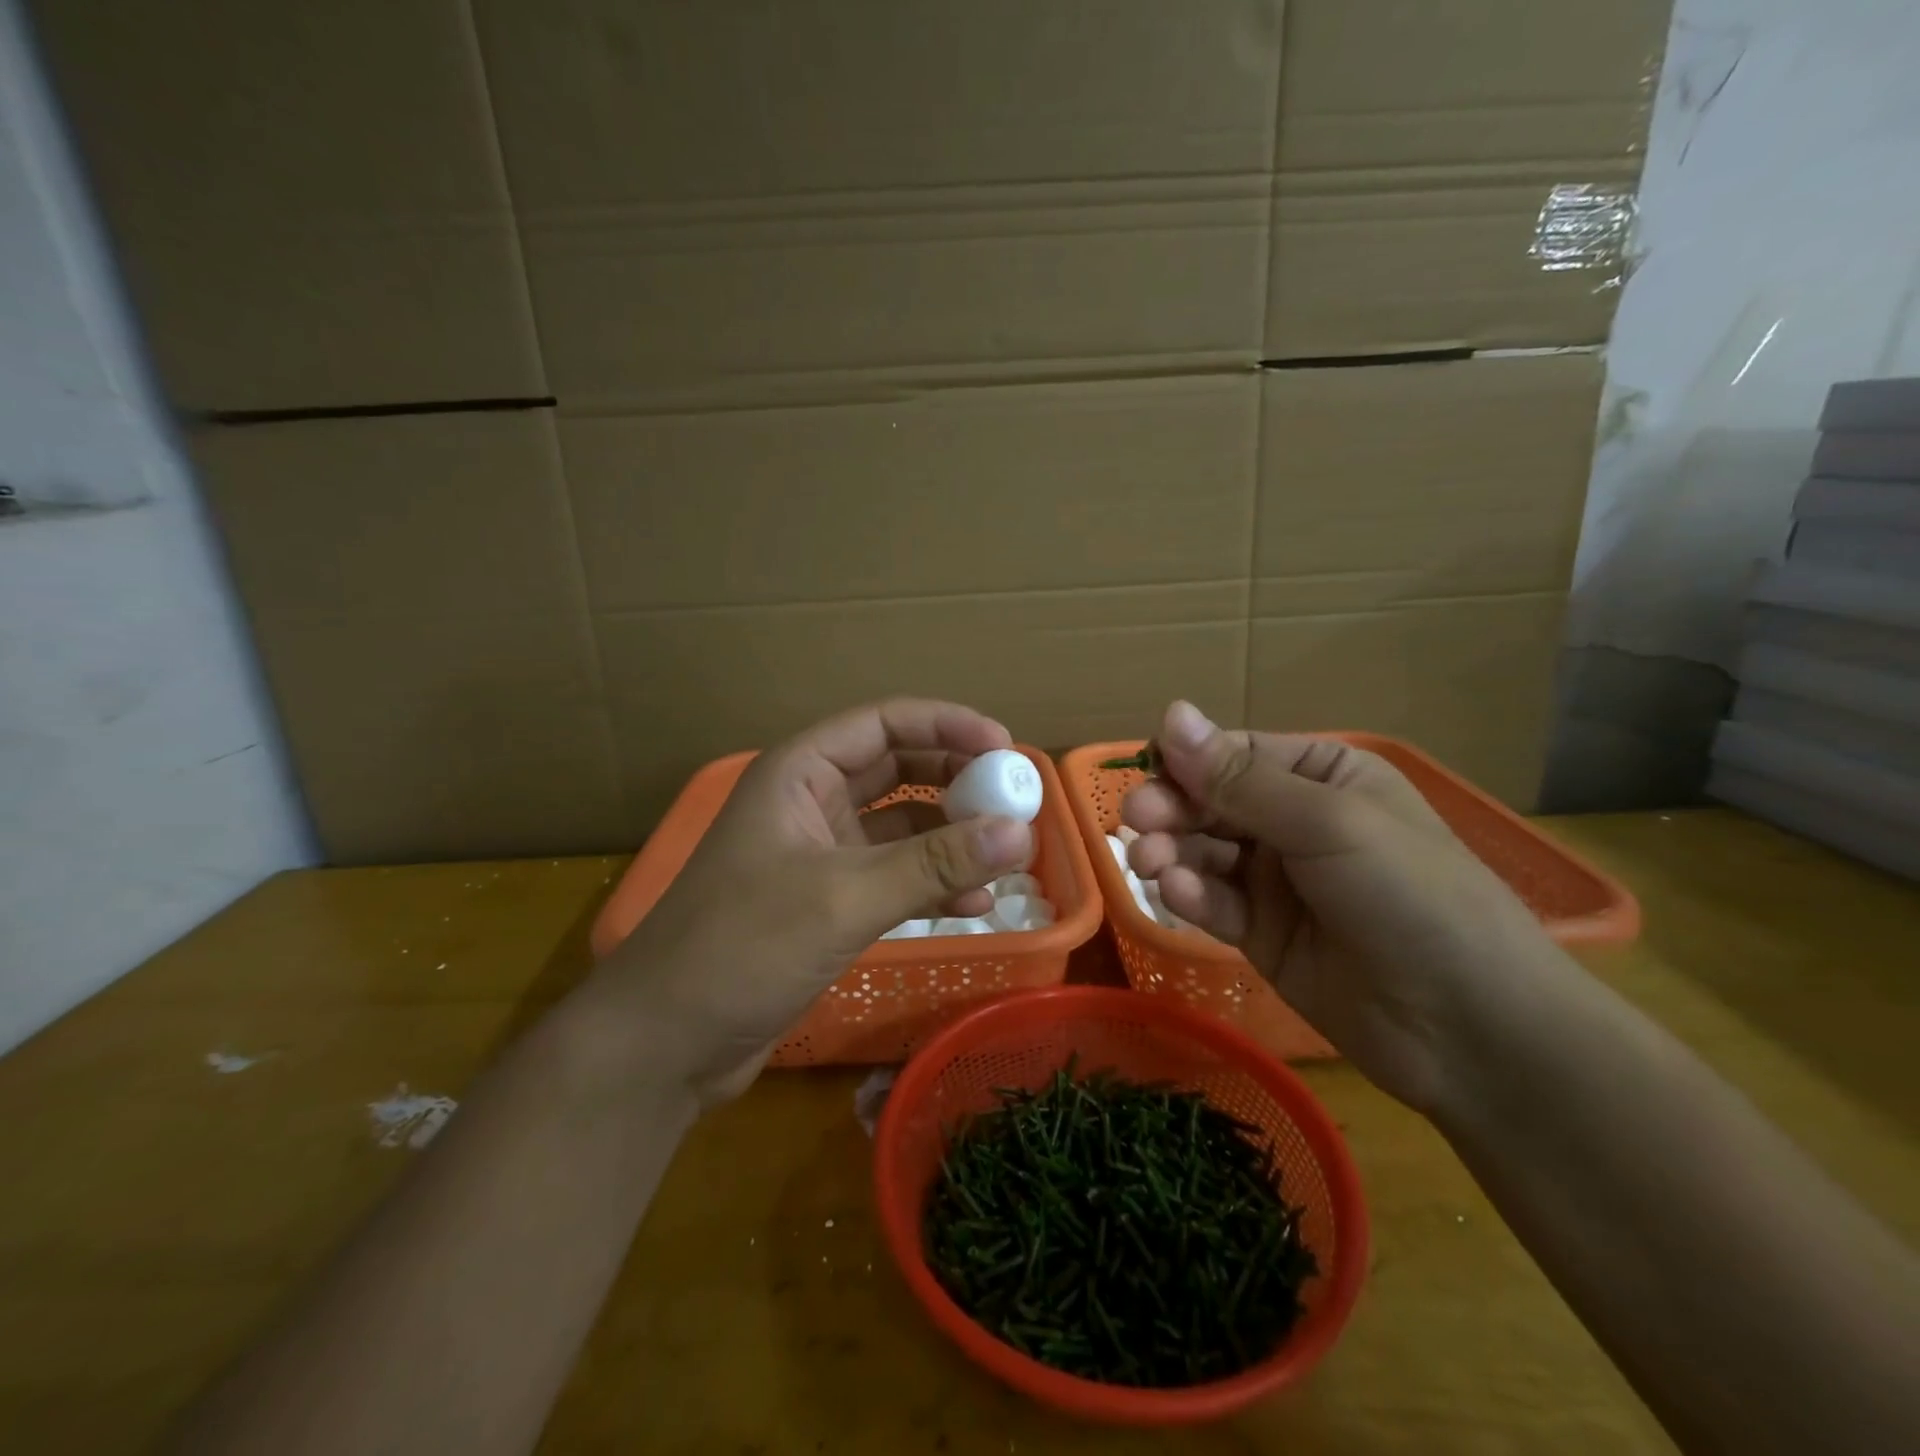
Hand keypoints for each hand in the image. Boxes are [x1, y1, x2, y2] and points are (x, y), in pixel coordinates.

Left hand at [591, 700, 1034, 1105]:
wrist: (665, 1043)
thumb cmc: (742, 947)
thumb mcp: (845, 897)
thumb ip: (935, 863)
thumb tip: (1021, 832)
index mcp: (800, 772)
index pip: (884, 723)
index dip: (947, 725)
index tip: (1006, 747)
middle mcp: (811, 801)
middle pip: (898, 769)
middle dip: (957, 779)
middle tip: (1015, 797)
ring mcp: (820, 854)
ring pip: (901, 825)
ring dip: (951, 835)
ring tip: (1007, 854)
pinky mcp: (828, 902)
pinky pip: (894, 875)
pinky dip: (932, 883)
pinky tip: (974, 906)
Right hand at [1122, 701, 1555, 1114]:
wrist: (1470, 1030)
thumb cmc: (1410, 896)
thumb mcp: (1325, 823)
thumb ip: (1238, 778)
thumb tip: (1170, 712)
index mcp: (1321, 776)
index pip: (1232, 755)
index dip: (1184, 762)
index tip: (1145, 776)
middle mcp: (1293, 821)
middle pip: (1208, 803)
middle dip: (1170, 811)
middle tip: (1135, 824)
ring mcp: (1276, 880)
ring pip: (1201, 851)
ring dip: (1170, 852)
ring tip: (1150, 867)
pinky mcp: (1261, 933)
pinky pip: (1212, 901)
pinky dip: (1190, 896)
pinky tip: (1178, 897)